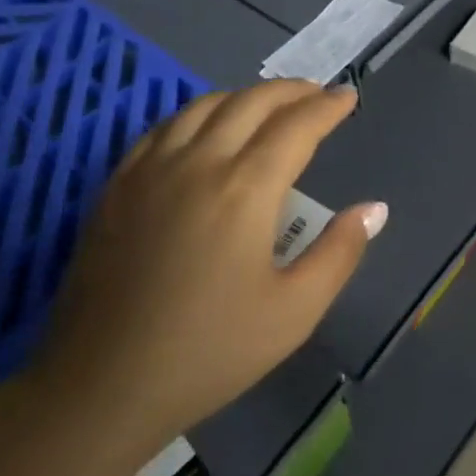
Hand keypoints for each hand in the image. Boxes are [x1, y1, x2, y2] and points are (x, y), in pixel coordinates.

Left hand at [25, 80, 385, 456]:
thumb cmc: (208, 352)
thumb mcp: (293, 314)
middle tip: (316, 93)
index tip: (348, 97)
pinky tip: (205, 129)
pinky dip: (198, 114)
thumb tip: (374, 209)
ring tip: (268, 106)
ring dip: (244, 96)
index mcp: (244, 189)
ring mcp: (151, 168)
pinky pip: (164, 127)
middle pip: (251, 103)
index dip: (327, 108)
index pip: (296, 127)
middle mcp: (198, 162)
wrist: (102, 384)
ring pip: (204, 106)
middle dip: (291, 91)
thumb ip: (339, 253)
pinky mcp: (118, 183)